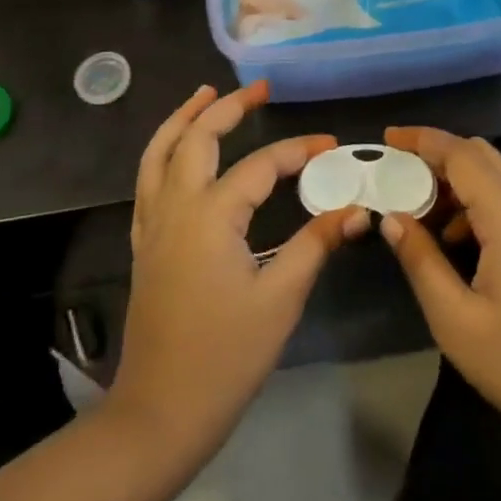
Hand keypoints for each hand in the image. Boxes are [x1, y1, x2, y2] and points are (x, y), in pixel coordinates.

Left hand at [107, 83, 369, 468]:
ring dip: (183, 118)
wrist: (160, 413)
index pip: (261, 166)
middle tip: (259, 87)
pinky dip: (163, 152)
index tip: (331, 145)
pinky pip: (147, 180)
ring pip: (160, 152)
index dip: (299, 151)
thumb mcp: (280, 300)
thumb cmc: (225, 358)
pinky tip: (178, 153)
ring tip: (204, 93)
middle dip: (228, 106)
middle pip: (197, 138)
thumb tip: (356, 210)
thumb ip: (316, 245)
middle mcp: (177, 206)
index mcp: (211, 215)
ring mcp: (153, 224)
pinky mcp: (144, 243)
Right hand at [378, 129, 500, 492]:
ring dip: (455, 178)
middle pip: (480, 154)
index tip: (387, 138)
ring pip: (495, 175)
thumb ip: (420, 260)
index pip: (461, 154)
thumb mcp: (456, 321)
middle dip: (437, 153)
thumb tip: (391, 217)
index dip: (422, 140)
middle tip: (397, 171)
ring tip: (417, 206)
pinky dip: (474, 199)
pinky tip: (451, 237)